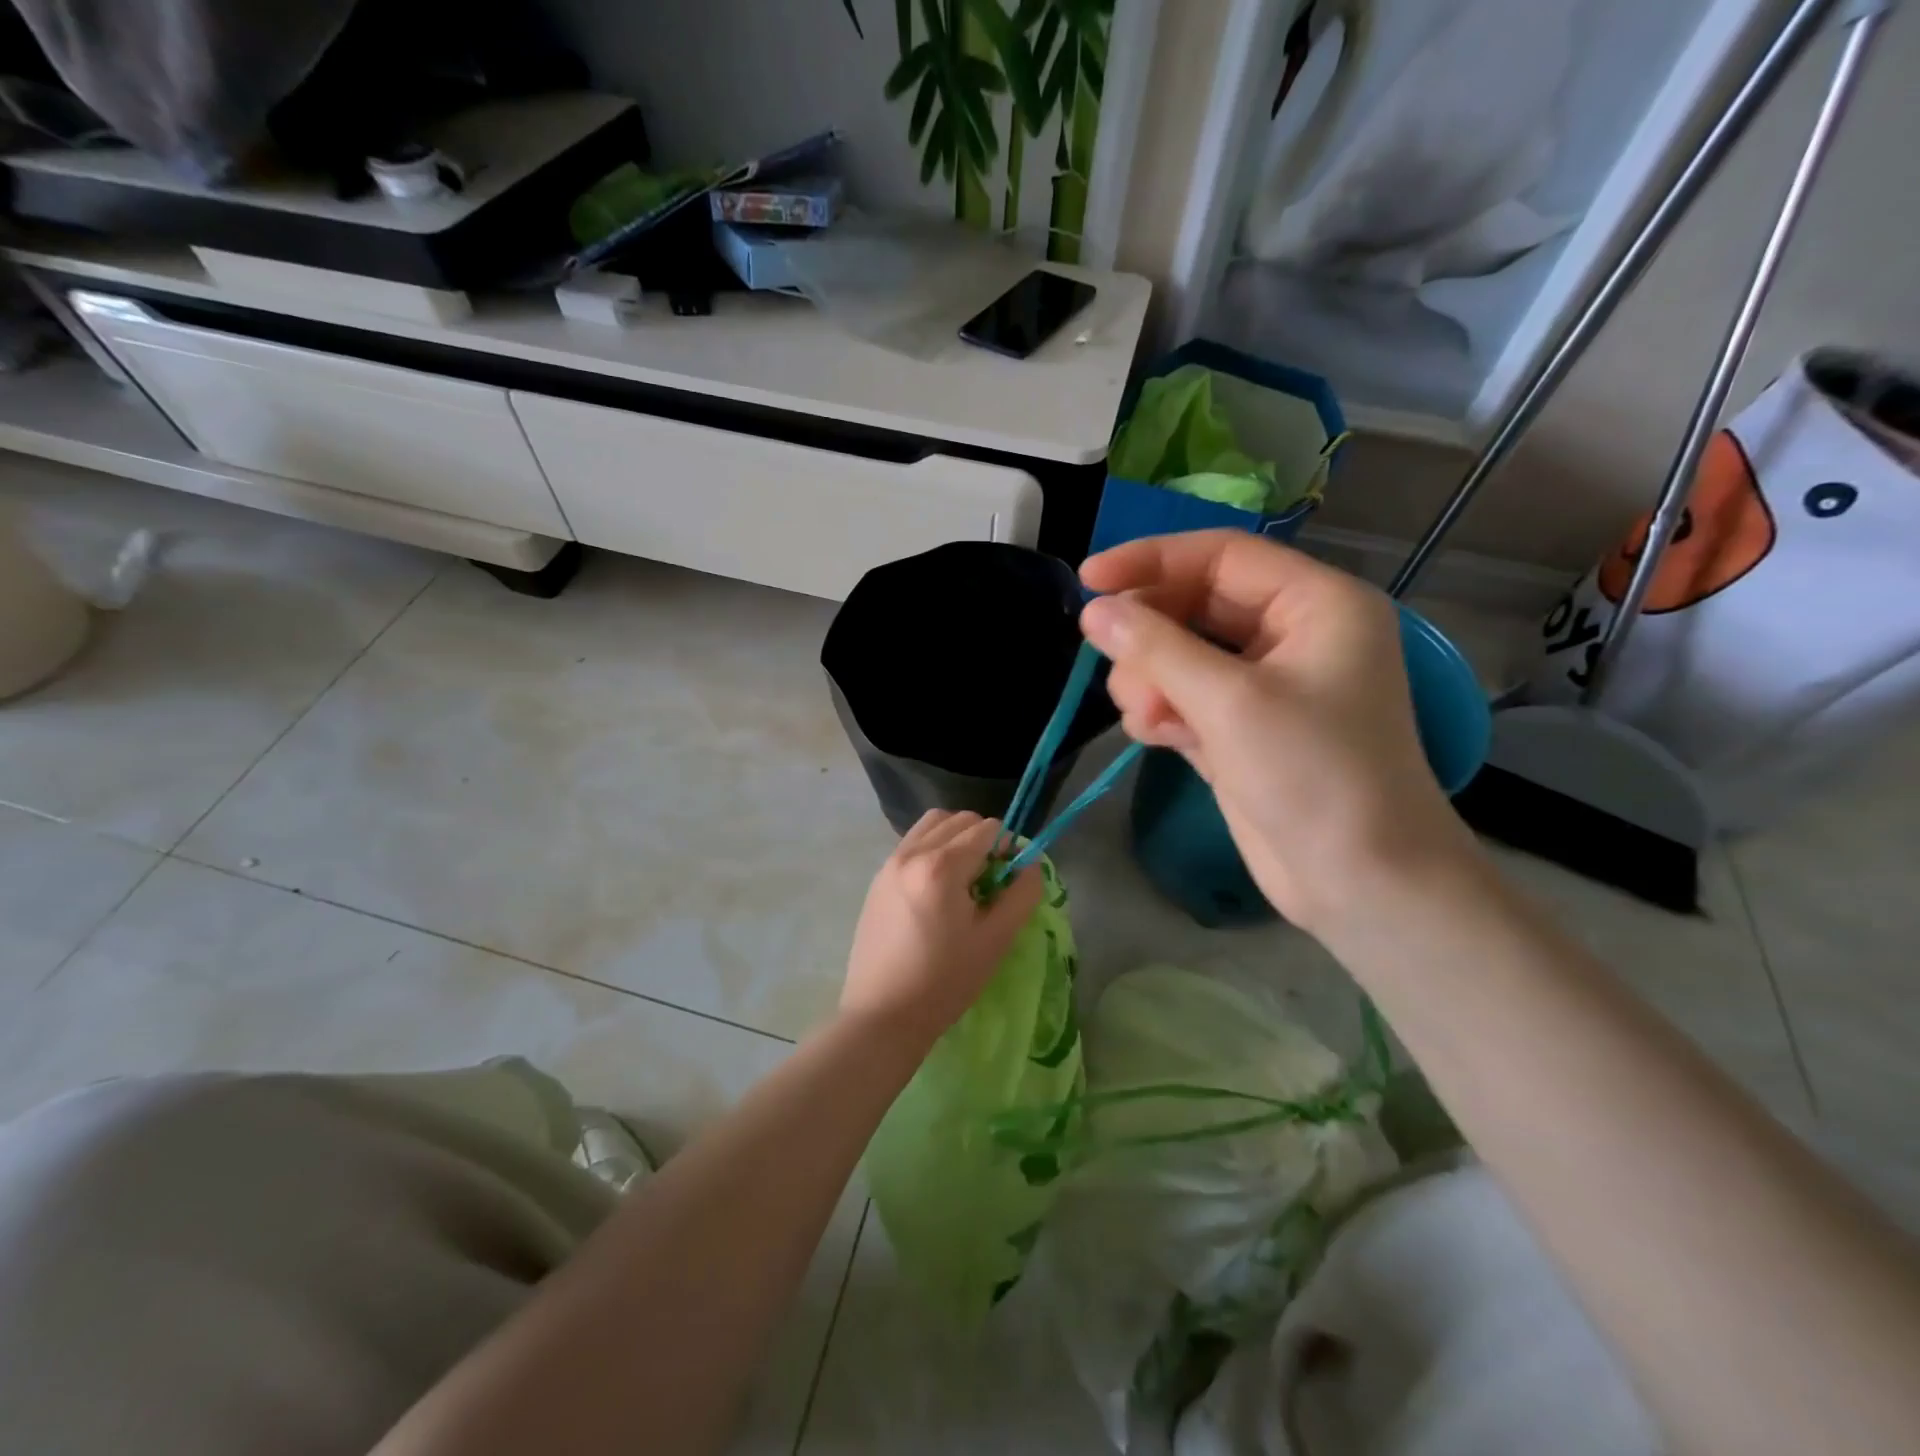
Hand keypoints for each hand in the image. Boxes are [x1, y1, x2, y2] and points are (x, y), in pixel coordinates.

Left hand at [841, 811, 1044, 1049]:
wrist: (884, 1015)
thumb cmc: (945, 981)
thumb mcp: (996, 939)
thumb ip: (1021, 893)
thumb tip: (1029, 862)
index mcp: (941, 866)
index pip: (987, 829)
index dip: (1009, 848)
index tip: (1011, 879)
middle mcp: (911, 853)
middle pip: (959, 819)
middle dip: (983, 839)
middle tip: (990, 880)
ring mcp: (889, 863)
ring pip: (932, 825)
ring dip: (956, 838)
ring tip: (963, 879)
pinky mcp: (877, 879)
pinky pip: (912, 843)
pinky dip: (932, 849)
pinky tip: (937, 890)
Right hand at [1080, 531, 1477, 931]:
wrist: (1359, 882)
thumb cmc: (1312, 775)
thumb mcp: (1230, 702)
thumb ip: (1157, 648)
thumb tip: (1094, 610)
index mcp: (1315, 604)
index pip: (1221, 556)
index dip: (1151, 561)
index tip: (1089, 580)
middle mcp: (1292, 635)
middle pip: (1196, 604)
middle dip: (1150, 635)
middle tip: (1111, 662)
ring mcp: (1265, 685)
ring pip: (1182, 654)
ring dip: (1151, 680)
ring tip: (1147, 718)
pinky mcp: (1241, 730)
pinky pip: (1184, 697)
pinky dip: (1162, 711)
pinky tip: (1156, 736)